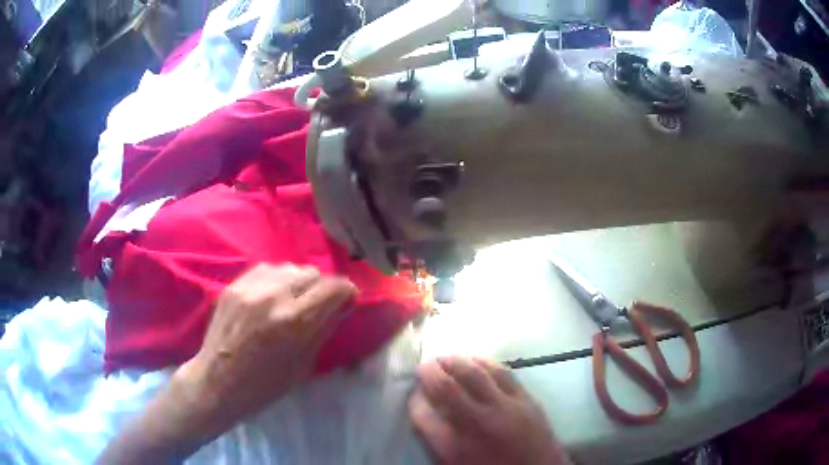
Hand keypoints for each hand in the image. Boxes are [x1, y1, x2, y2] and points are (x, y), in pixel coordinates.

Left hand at [177, 263, 356, 434]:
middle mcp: (274, 296)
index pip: (334, 287)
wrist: (217, 382)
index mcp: (294, 321)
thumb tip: (342, 306)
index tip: (347, 302)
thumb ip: (324, 329)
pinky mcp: (234, 284)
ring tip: (294, 300)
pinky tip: (273, 295)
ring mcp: (250, 287)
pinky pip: (267, 269)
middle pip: (313, 273)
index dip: (347, 293)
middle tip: (319, 305)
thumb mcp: (302, 364)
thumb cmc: (264, 385)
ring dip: (300, 282)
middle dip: (323, 288)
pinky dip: (278, 279)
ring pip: (290, 267)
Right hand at [409, 356, 571, 464]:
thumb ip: (439, 442)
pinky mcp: (527, 400)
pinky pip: (503, 373)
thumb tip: (427, 412)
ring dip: (455, 361)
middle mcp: (479, 424)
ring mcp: (506, 409)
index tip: (413, 395)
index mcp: (456, 449)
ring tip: (444, 358)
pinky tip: (475, 360)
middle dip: (429, 372)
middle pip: (446, 388)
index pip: (423, 416)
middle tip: (422, 366)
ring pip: (476, 374)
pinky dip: (485, 362)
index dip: (414, 401)